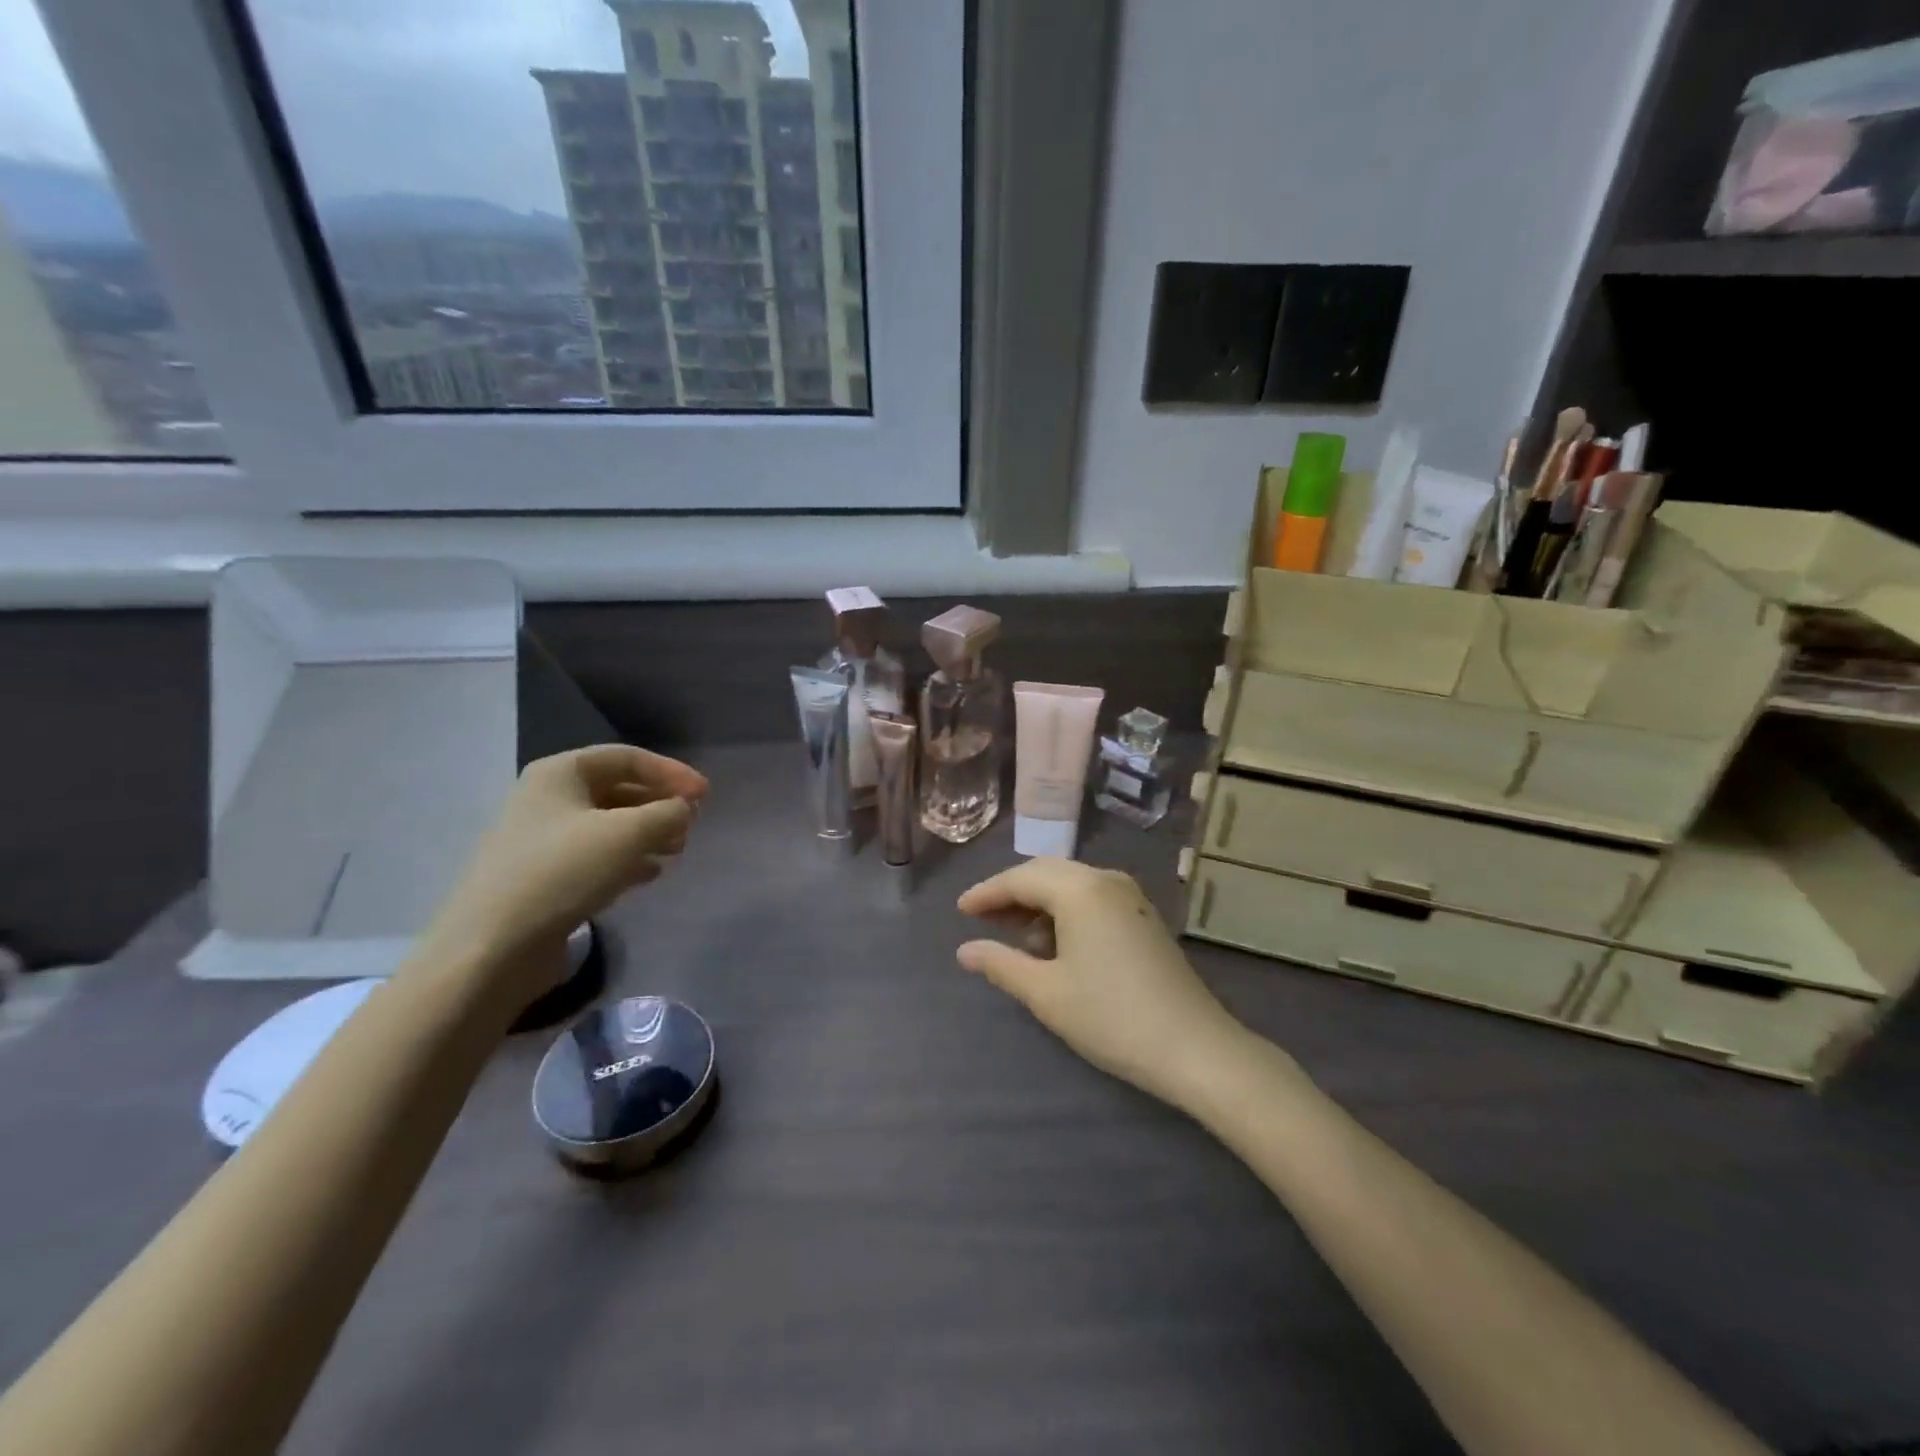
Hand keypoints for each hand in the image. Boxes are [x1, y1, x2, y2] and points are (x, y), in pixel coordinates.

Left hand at [421, 746, 707, 995]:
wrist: (491, 949)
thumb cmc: (562, 873)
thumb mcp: (628, 834)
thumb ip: (668, 813)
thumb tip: (684, 810)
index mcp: (560, 773)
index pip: (628, 758)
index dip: (672, 772)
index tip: (705, 796)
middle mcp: (548, 799)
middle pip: (618, 789)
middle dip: (660, 804)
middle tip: (692, 825)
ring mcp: (543, 840)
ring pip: (610, 825)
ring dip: (648, 834)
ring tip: (677, 851)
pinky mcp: (544, 878)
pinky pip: (596, 856)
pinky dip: (627, 860)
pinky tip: (650, 874)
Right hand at [956, 859, 1245, 1107]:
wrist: (1194, 1047)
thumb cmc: (1111, 1017)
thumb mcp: (1046, 993)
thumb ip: (1001, 964)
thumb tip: (965, 949)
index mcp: (1080, 889)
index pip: (1020, 878)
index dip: (986, 893)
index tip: (960, 910)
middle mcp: (1105, 880)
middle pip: (1046, 873)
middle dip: (1011, 894)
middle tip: (981, 920)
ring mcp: (1130, 896)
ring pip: (1071, 884)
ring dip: (1039, 903)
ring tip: (1015, 938)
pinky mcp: (1143, 916)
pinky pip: (1092, 898)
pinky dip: (1065, 912)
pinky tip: (1055, 944)